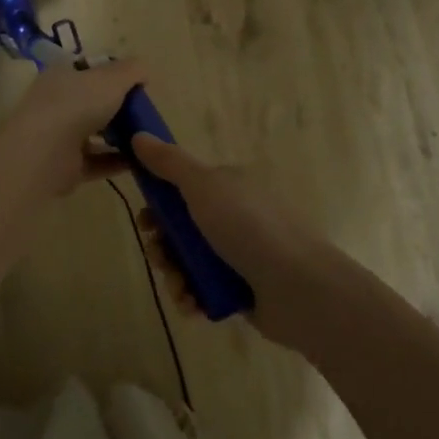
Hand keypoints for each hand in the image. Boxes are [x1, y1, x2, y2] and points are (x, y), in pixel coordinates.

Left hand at [0, 60, 148, 205]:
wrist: (44, 153)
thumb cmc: (77, 104)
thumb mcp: (112, 78)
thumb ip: (131, 70)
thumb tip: (143, 72)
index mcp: (62, 75)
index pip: (89, 69)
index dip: (113, 74)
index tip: (137, 85)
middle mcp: (58, 102)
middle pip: (94, 102)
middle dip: (120, 108)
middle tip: (146, 114)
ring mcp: (59, 135)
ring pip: (95, 133)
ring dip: (120, 136)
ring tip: (147, 139)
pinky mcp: (66, 166)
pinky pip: (97, 161)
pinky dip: (117, 161)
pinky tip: (141, 162)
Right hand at [130, 135, 326, 341]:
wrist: (299, 288)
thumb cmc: (248, 226)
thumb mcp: (203, 185)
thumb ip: (169, 163)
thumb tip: (139, 135)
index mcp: (229, 186)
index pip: (184, 188)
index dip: (159, 203)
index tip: (146, 219)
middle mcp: (234, 216)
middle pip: (182, 227)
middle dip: (162, 243)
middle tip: (158, 254)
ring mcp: (239, 255)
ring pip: (189, 260)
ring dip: (174, 273)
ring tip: (178, 285)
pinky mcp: (242, 290)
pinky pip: (204, 290)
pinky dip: (192, 295)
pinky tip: (190, 302)